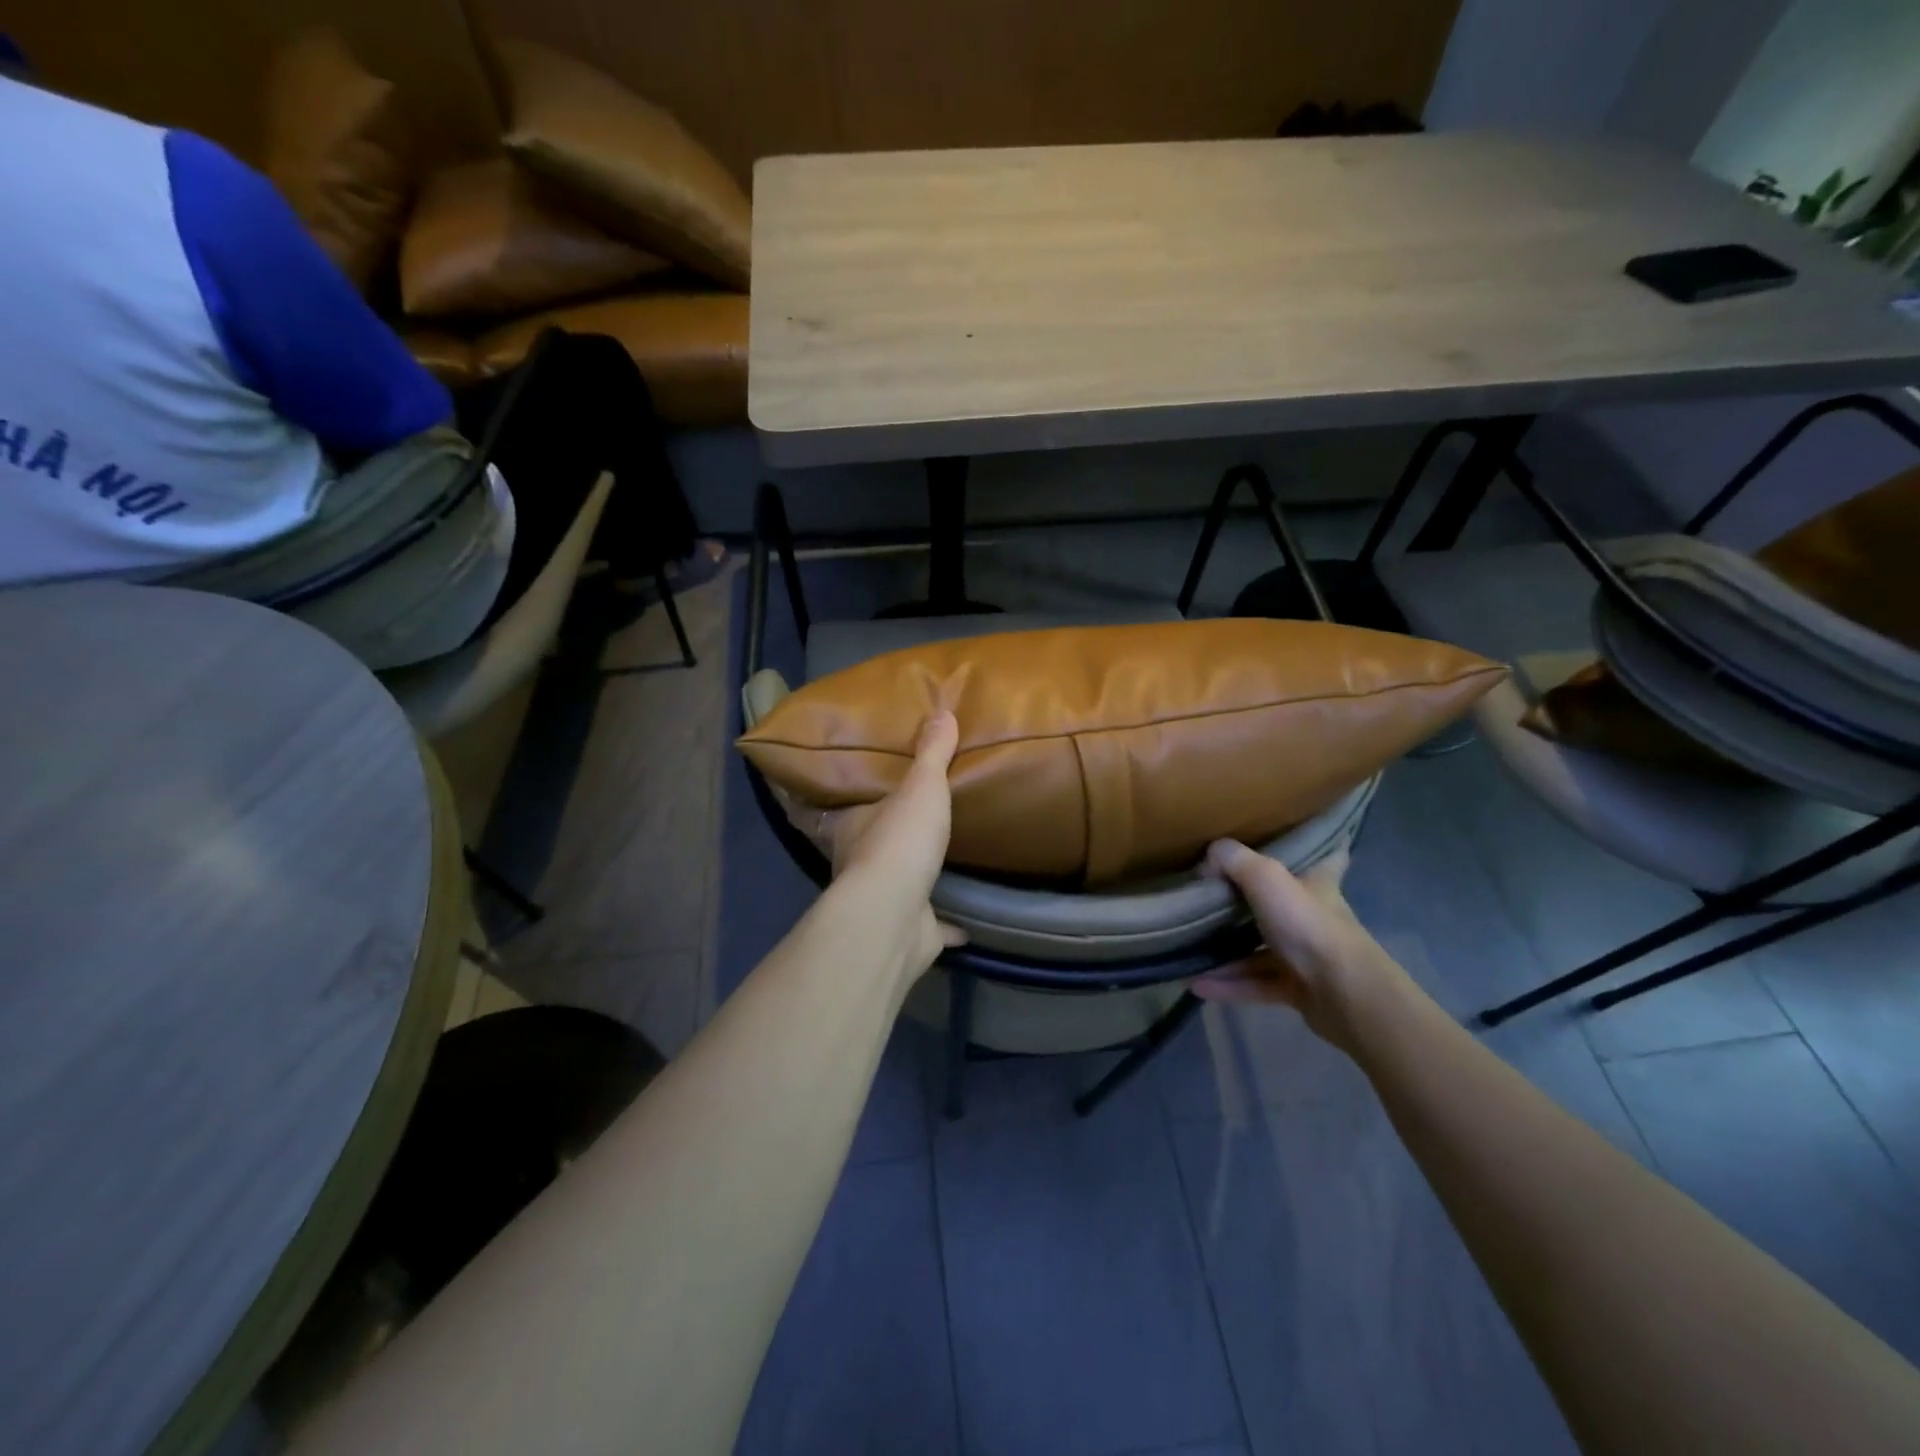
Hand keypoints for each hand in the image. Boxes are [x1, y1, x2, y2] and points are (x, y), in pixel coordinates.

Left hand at [816, 712, 965, 980]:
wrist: (895, 915)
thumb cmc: (899, 842)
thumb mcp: (920, 787)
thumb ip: (931, 754)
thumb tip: (941, 712)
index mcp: (852, 827)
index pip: (838, 810)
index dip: (845, 803)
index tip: (858, 798)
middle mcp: (858, 866)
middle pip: (868, 848)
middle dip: (885, 839)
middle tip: (910, 824)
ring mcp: (882, 903)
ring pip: (896, 888)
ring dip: (912, 879)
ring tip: (936, 864)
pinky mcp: (908, 933)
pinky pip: (929, 927)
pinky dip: (945, 926)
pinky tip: (964, 926)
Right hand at [1192, 841, 1406, 1051]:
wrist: (1345, 994)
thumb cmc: (1309, 925)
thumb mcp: (1266, 878)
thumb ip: (1233, 860)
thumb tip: (1207, 858)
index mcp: (1317, 884)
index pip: (1327, 857)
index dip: (1317, 846)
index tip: (1296, 840)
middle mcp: (1313, 917)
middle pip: (1280, 904)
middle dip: (1248, 902)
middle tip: (1210, 896)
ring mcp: (1307, 955)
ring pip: (1260, 950)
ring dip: (1226, 953)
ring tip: (1188, 952)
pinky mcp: (1298, 989)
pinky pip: (1256, 983)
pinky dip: (1228, 984)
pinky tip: (1197, 985)